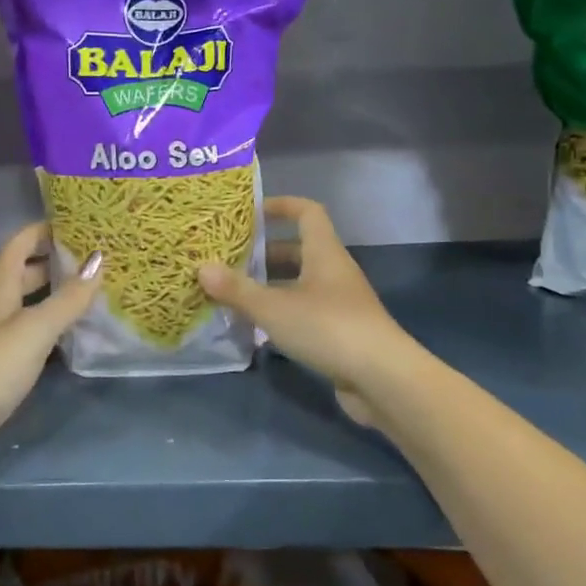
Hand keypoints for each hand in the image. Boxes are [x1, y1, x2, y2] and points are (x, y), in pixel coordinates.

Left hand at [0, 222, 101, 441]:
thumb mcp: (34, 329)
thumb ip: (68, 298)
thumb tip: (99, 259)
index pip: (18, 246)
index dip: (41, 230)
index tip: (75, 222)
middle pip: (22, 274)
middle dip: (52, 262)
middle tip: (91, 259)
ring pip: (26, 306)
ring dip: (52, 296)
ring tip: (88, 294)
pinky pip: (27, 335)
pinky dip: (48, 328)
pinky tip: (67, 338)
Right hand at [197, 196, 411, 424]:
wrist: (383, 380)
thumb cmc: (328, 328)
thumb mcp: (274, 308)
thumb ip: (237, 289)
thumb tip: (201, 268)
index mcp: (324, 253)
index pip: (307, 212)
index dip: (280, 206)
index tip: (250, 212)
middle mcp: (333, 272)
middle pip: (298, 250)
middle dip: (263, 253)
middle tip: (228, 259)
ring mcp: (339, 304)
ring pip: (298, 284)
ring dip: (269, 287)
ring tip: (233, 294)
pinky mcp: (340, 333)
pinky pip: (304, 313)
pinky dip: (281, 315)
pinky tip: (255, 329)